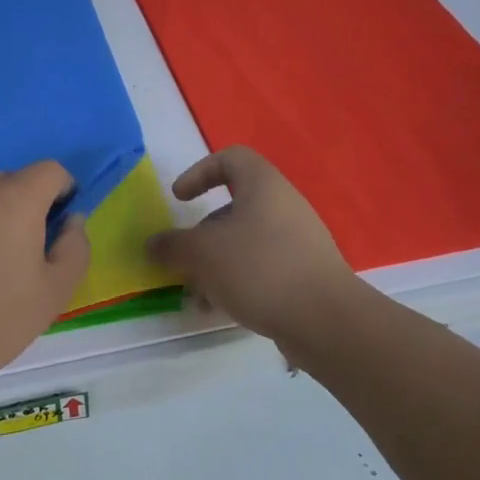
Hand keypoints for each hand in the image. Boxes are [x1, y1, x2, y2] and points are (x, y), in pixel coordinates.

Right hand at [148, 146, 361, 345]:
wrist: (326, 320)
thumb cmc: (260, 269)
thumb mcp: (203, 254)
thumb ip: (173, 246)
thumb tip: (153, 244)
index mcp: (263, 186)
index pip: (230, 158)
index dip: (199, 172)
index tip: (179, 199)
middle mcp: (283, 205)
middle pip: (233, 207)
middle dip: (202, 234)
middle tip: (184, 259)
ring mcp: (297, 240)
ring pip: (244, 242)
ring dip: (215, 264)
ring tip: (198, 296)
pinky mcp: (304, 272)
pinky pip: (262, 266)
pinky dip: (237, 281)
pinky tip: (221, 309)